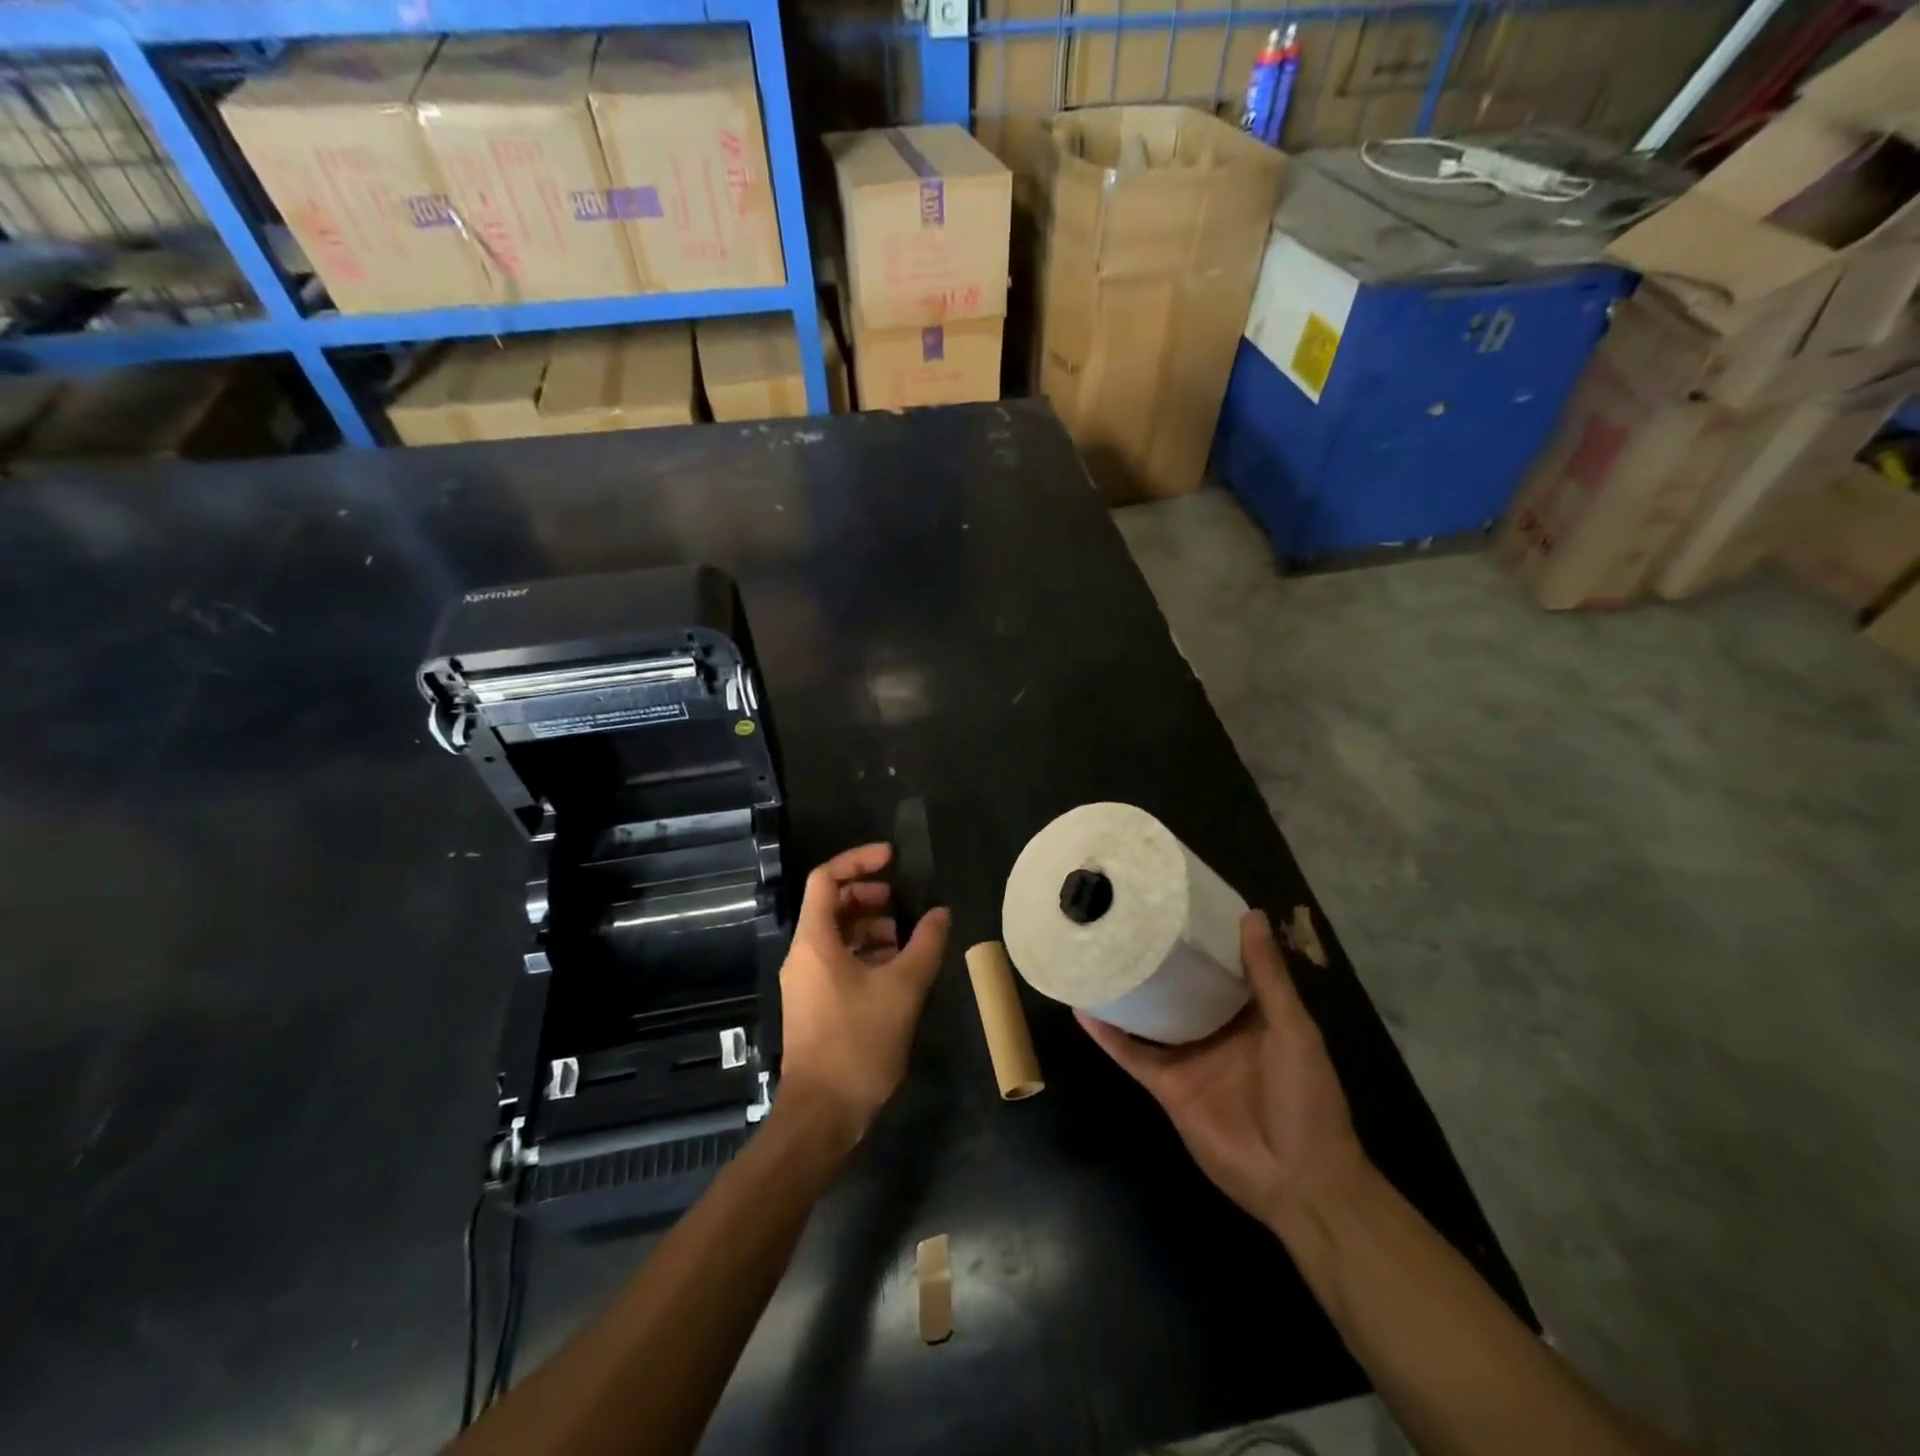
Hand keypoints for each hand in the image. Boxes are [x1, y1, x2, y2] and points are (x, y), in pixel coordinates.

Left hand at [777, 843, 950, 1147]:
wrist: (822, 1114)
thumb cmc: (858, 1043)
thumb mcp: (903, 989)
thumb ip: (925, 945)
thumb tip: (940, 913)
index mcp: (815, 941)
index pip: (826, 878)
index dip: (858, 861)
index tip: (892, 858)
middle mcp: (804, 954)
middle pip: (831, 904)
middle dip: (869, 896)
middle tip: (903, 903)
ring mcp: (807, 981)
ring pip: (837, 935)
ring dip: (871, 927)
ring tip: (907, 939)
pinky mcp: (815, 1003)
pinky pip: (839, 961)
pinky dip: (866, 954)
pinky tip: (897, 969)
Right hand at [1077, 910, 1367, 1231]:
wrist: (1297, 1180)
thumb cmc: (1305, 1097)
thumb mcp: (1293, 1029)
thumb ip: (1267, 977)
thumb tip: (1248, 914)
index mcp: (1251, 1012)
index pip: (1222, 964)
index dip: (1202, 935)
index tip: (1174, 899)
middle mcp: (1215, 1028)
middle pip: (1180, 986)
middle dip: (1159, 957)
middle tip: (1124, 917)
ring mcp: (1188, 1057)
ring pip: (1150, 1016)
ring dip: (1128, 990)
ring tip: (1098, 952)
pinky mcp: (1166, 1085)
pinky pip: (1131, 1054)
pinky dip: (1107, 1035)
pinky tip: (1083, 1008)